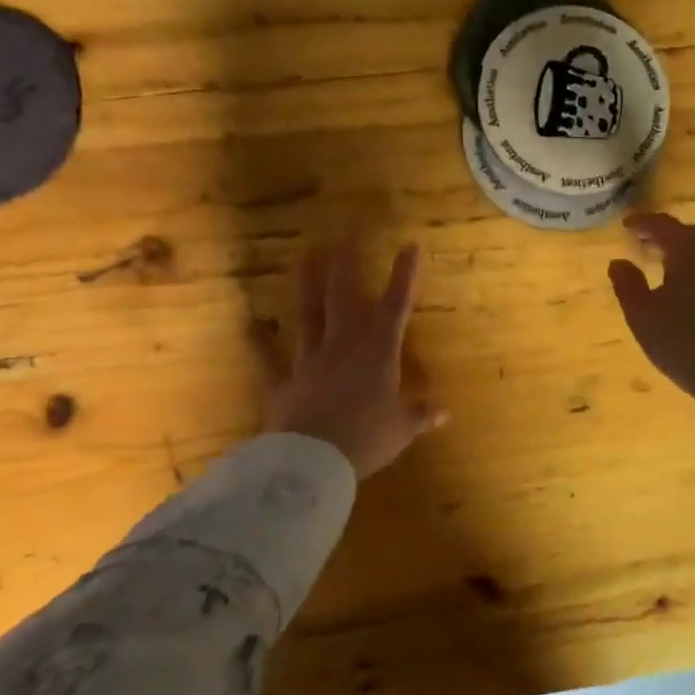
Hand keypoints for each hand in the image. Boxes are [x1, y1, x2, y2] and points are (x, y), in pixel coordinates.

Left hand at [256, 240, 446, 479]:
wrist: (314, 462)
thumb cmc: (367, 440)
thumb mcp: (402, 430)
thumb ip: (421, 415)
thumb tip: (445, 412)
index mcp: (379, 352)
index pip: (396, 305)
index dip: (404, 274)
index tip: (410, 245)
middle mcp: (344, 345)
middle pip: (344, 296)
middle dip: (347, 263)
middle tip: (345, 233)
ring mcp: (310, 360)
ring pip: (309, 314)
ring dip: (308, 284)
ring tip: (307, 254)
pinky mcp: (282, 381)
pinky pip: (267, 359)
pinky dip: (258, 342)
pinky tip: (250, 324)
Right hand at [606, 213, 694, 411]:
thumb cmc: (683, 341)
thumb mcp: (642, 314)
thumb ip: (627, 285)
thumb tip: (618, 262)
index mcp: (689, 253)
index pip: (664, 226)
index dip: (644, 222)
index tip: (626, 224)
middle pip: (689, 235)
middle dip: (664, 234)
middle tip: (642, 241)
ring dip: (680, 252)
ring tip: (658, 264)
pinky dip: (692, 270)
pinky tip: (681, 292)